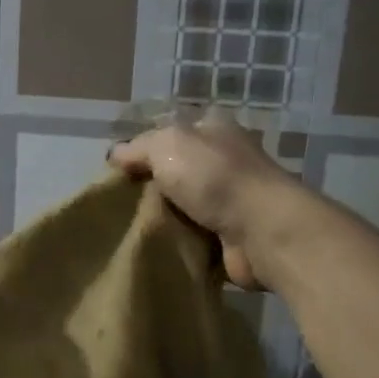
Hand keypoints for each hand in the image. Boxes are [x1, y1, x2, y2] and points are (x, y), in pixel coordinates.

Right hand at [109, 112, 301, 289]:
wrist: (263, 231)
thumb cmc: (214, 177)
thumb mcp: (166, 146)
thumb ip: (138, 148)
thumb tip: (115, 155)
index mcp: (212, 129)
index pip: (169, 133)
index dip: (142, 150)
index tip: (118, 174)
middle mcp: (224, 160)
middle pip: (175, 172)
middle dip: (150, 188)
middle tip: (120, 207)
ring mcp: (231, 199)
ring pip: (183, 206)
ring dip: (163, 219)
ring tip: (132, 231)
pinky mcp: (232, 235)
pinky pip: (195, 236)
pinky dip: (179, 243)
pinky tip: (156, 248)